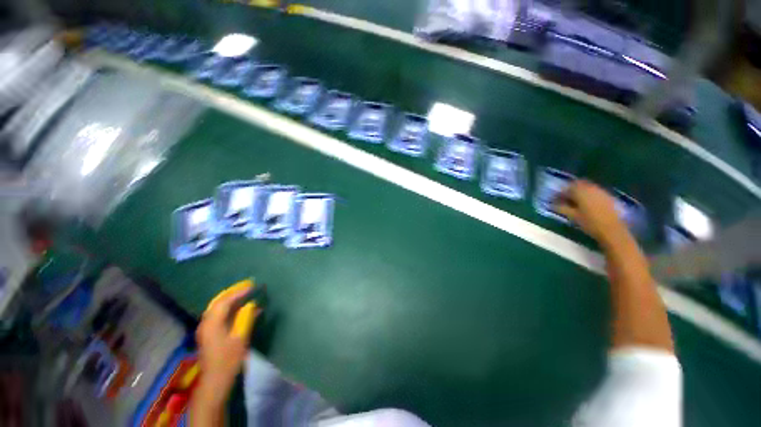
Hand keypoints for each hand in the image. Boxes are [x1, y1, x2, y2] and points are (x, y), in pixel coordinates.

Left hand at [194, 280, 258, 407]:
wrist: (215, 381)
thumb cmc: (229, 359)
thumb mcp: (240, 338)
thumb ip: (246, 318)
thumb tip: (252, 304)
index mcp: (212, 323)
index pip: (225, 301)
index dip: (239, 291)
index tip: (252, 285)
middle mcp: (206, 323)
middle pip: (218, 301)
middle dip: (233, 291)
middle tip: (247, 284)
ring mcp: (206, 329)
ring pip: (217, 307)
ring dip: (231, 298)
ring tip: (245, 292)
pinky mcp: (209, 334)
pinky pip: (218, 314)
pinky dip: (229, 307)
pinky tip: (240, 308)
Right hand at [554, 180, 627, 245]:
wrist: (612, 230)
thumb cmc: (590, 223)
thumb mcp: (572, 216)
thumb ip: (562, 208)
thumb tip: (552, 204)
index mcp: (580, 192)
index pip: (567, 188)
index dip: (560, 193)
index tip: (556, 199)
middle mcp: (591, 188)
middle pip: (578, 184)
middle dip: (570, 190)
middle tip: (565, 199)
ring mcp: (601, 191)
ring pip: (587, 187)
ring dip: (580, 192)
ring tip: (576, 202)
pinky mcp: (608, 196)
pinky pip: (595, 191)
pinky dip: (589, 195)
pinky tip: (587, 204)